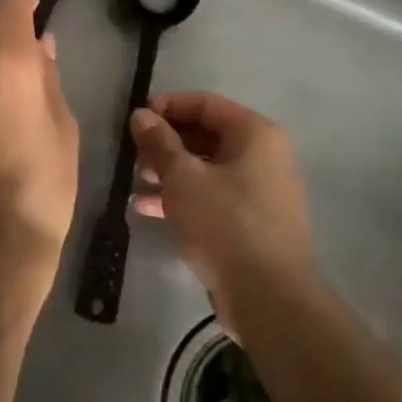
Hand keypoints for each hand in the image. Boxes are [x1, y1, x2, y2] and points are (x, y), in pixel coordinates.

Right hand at [130, 92, 313, 334]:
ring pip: (206, 168)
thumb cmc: (225, 223)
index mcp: (254, 133)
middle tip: (132, 155)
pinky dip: (182, 197)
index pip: (205, 103)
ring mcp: (259, 191)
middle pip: (206, 135)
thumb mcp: (182, 177)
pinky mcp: (251, 223)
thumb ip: (159, 142)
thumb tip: (141, 115)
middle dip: (165, 143)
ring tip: (134, 182)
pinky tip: (147, 209)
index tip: (134, 118)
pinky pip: (212, 196)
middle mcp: (262, 155)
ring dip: (169, 172)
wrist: (269, 298)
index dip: (167, 106)